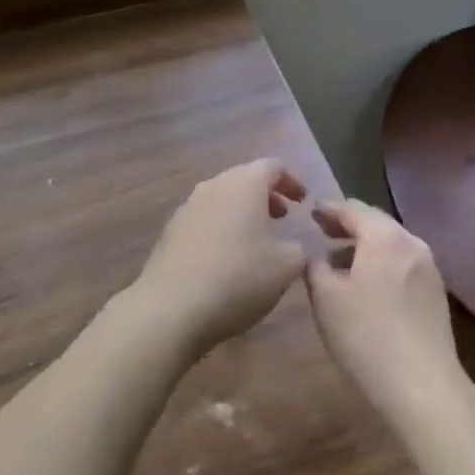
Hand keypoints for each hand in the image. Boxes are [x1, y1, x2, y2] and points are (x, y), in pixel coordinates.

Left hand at [131, 158, 307, 358]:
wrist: (171, 307)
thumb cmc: (238, 277)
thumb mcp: (286, 267)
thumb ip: (298, 249)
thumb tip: (292, 245)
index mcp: (245, 183)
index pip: (274, 167)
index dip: (292, 181)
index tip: (303, 202)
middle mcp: (215, 185)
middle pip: (246, 179)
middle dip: (267, 196)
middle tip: (282, 217)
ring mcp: (189, 206)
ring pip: (223, 199)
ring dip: (243, 213)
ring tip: (256, 240)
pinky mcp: (171, 231)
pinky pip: (205, 220)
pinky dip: (221, 229)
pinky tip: (226, 260)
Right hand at [305, 200, 470, 436]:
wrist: (425, 389)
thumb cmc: (368, 338)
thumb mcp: (326, 300)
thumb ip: (315, 267)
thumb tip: (316, 255)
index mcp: (384, 235)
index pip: (351, 209)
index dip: (328, 209)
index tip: (311, 212)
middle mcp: (410, 241)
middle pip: (375, 221)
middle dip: (348, 224)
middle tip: (324, 232)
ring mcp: (428, 266)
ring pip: (390, 243)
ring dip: (366, 245)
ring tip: (342, 262)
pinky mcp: (436, 291)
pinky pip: (403, 262)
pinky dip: (382, 262)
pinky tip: (369, 284)